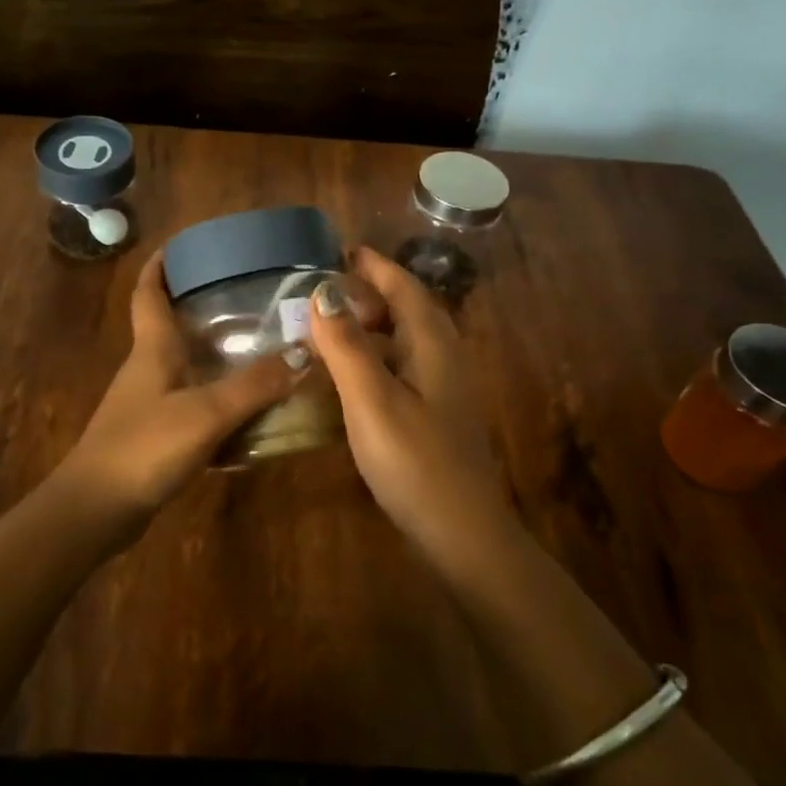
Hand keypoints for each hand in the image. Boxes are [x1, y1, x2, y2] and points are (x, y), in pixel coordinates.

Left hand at [48, 251, 297, 525]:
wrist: (96, 510)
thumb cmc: (144, 447)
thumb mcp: (206, 413)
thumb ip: (254, 385)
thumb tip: (304, 354)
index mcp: (151, 349)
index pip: (148, 292)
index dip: (160, 265)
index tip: (182, 244)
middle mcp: (146, 368)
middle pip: (168, 325)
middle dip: (199, 306)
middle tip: (244, 295)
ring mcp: (147, 403)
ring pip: (183, 366)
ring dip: (212, 354)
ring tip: (257, 346)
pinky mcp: (153, 434)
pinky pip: (190, 403)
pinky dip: (216, 398)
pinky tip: (246, 411)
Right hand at [309, 247, 514, 553]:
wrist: (463, 535)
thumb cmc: (415, 462)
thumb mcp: (372, 400)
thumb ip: (347, 345)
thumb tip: (322, 292)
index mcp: (434, 345)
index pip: (405, 288)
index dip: (374, 266)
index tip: (340, 250)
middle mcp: (443, 358)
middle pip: (408, 310)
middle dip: (369, 293)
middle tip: (323, 290)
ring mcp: (442, 389)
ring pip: (405, 340)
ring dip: (370, 326)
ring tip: (328, 326)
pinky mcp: (434, 415)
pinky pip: (401, 367)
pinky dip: (374, 357)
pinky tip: (349, 376)